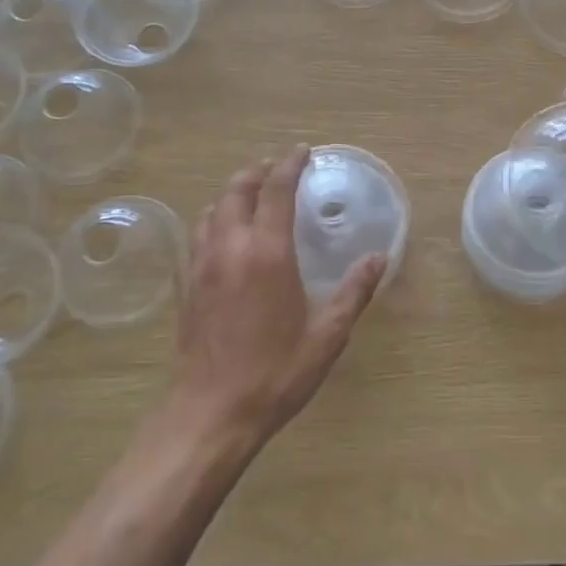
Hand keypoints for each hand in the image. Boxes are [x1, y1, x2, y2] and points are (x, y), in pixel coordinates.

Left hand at [170, 146, 387, 448]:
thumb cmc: (275, 374)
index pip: (276, 191)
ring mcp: (202, 265)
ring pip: (212, 209)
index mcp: (267, 254)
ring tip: (252, 196)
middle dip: (258, 171)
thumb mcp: (327, 335)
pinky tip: (226, 235)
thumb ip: (354, 292)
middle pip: (237, 190)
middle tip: (277, 168)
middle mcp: (230, 248)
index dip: (290, 165)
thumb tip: (378, 258)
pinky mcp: (187, 285)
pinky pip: (198, 234)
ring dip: (233, 193)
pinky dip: (215, 219)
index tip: (303, 152)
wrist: (210, 413)